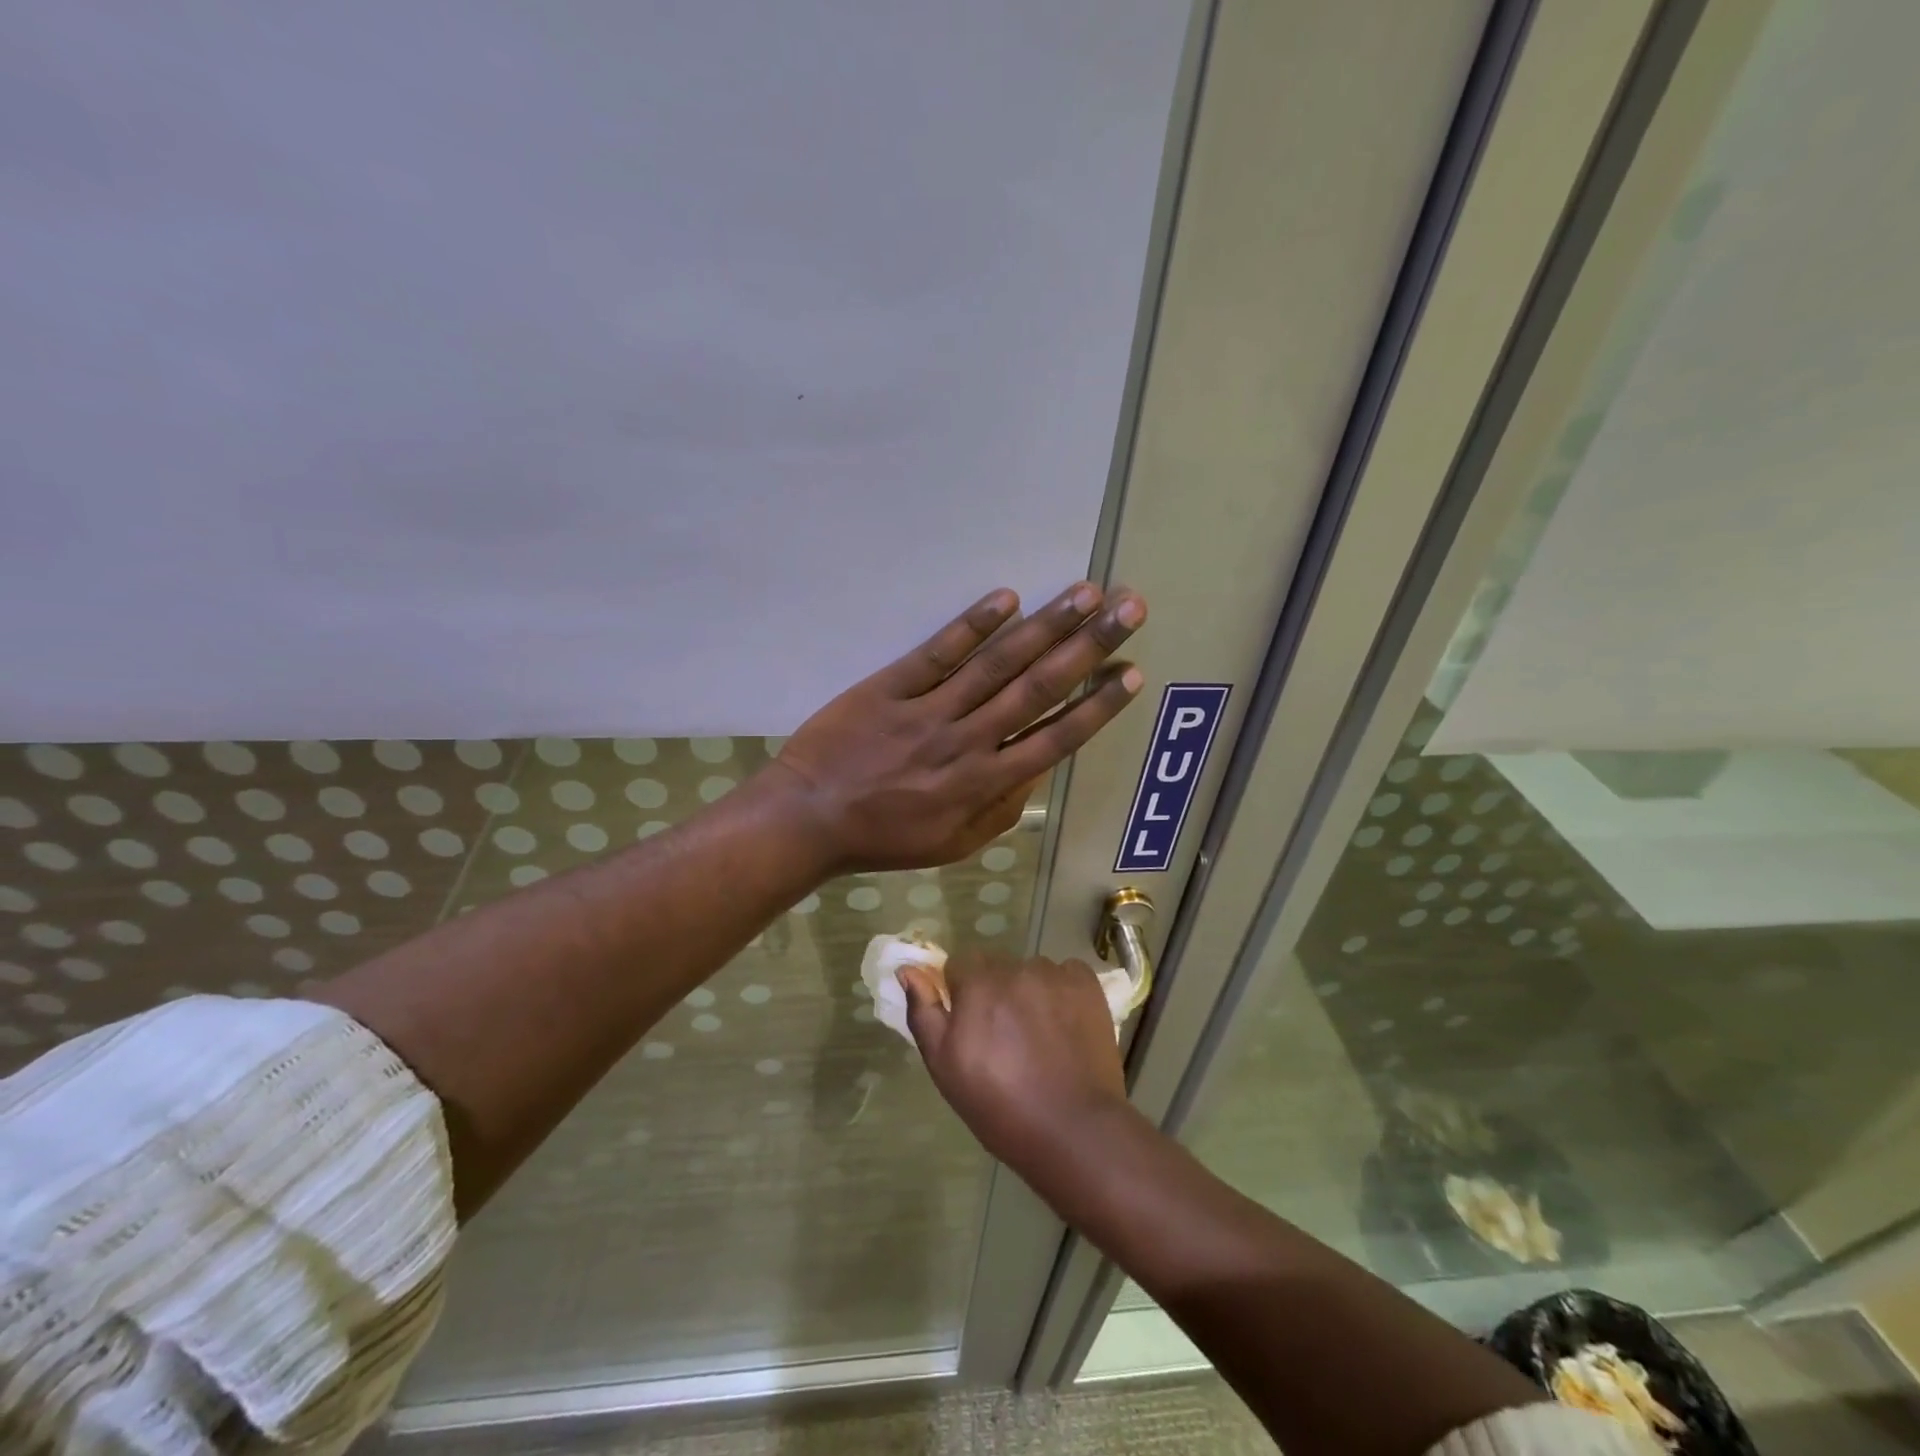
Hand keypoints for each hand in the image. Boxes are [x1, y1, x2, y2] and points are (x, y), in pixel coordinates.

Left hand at [767, 582, 1145, 873]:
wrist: (809, 819)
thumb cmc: (884, 838)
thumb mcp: (953, 844)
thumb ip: (1001, 811)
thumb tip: (1036, 771)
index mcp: (985, 783)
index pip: (1056, 737)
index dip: (1097, 704)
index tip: (1131, 671)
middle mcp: (968, 741)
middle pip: (1038, 688)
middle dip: (1088, 646)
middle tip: (1128, 608)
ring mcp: (929, 711)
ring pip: (997, 664)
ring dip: (1045, 626)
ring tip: (1085, 594)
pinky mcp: (890, 687)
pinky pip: (937, 653)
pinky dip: (972, 625)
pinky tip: (1006, 598)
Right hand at [898, 952, 1127, 1167]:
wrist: (1073, 1129)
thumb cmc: (999, 1105)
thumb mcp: (945, 1067)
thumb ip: (924, 1012)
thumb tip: (908, 971)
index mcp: (977, 984)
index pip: (959, 964)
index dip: (961, 992)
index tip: (971, 1025)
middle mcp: (1016, 968)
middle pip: (996, 966)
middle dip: (994, 991)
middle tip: (1004, 1036)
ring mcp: (1055, 974)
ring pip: (1030, 971)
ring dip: (1028, 991)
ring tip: (1038, 1036)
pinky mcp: (1087, 984)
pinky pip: (1065, 974)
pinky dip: (1061, 992)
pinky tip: (1064, 1026)